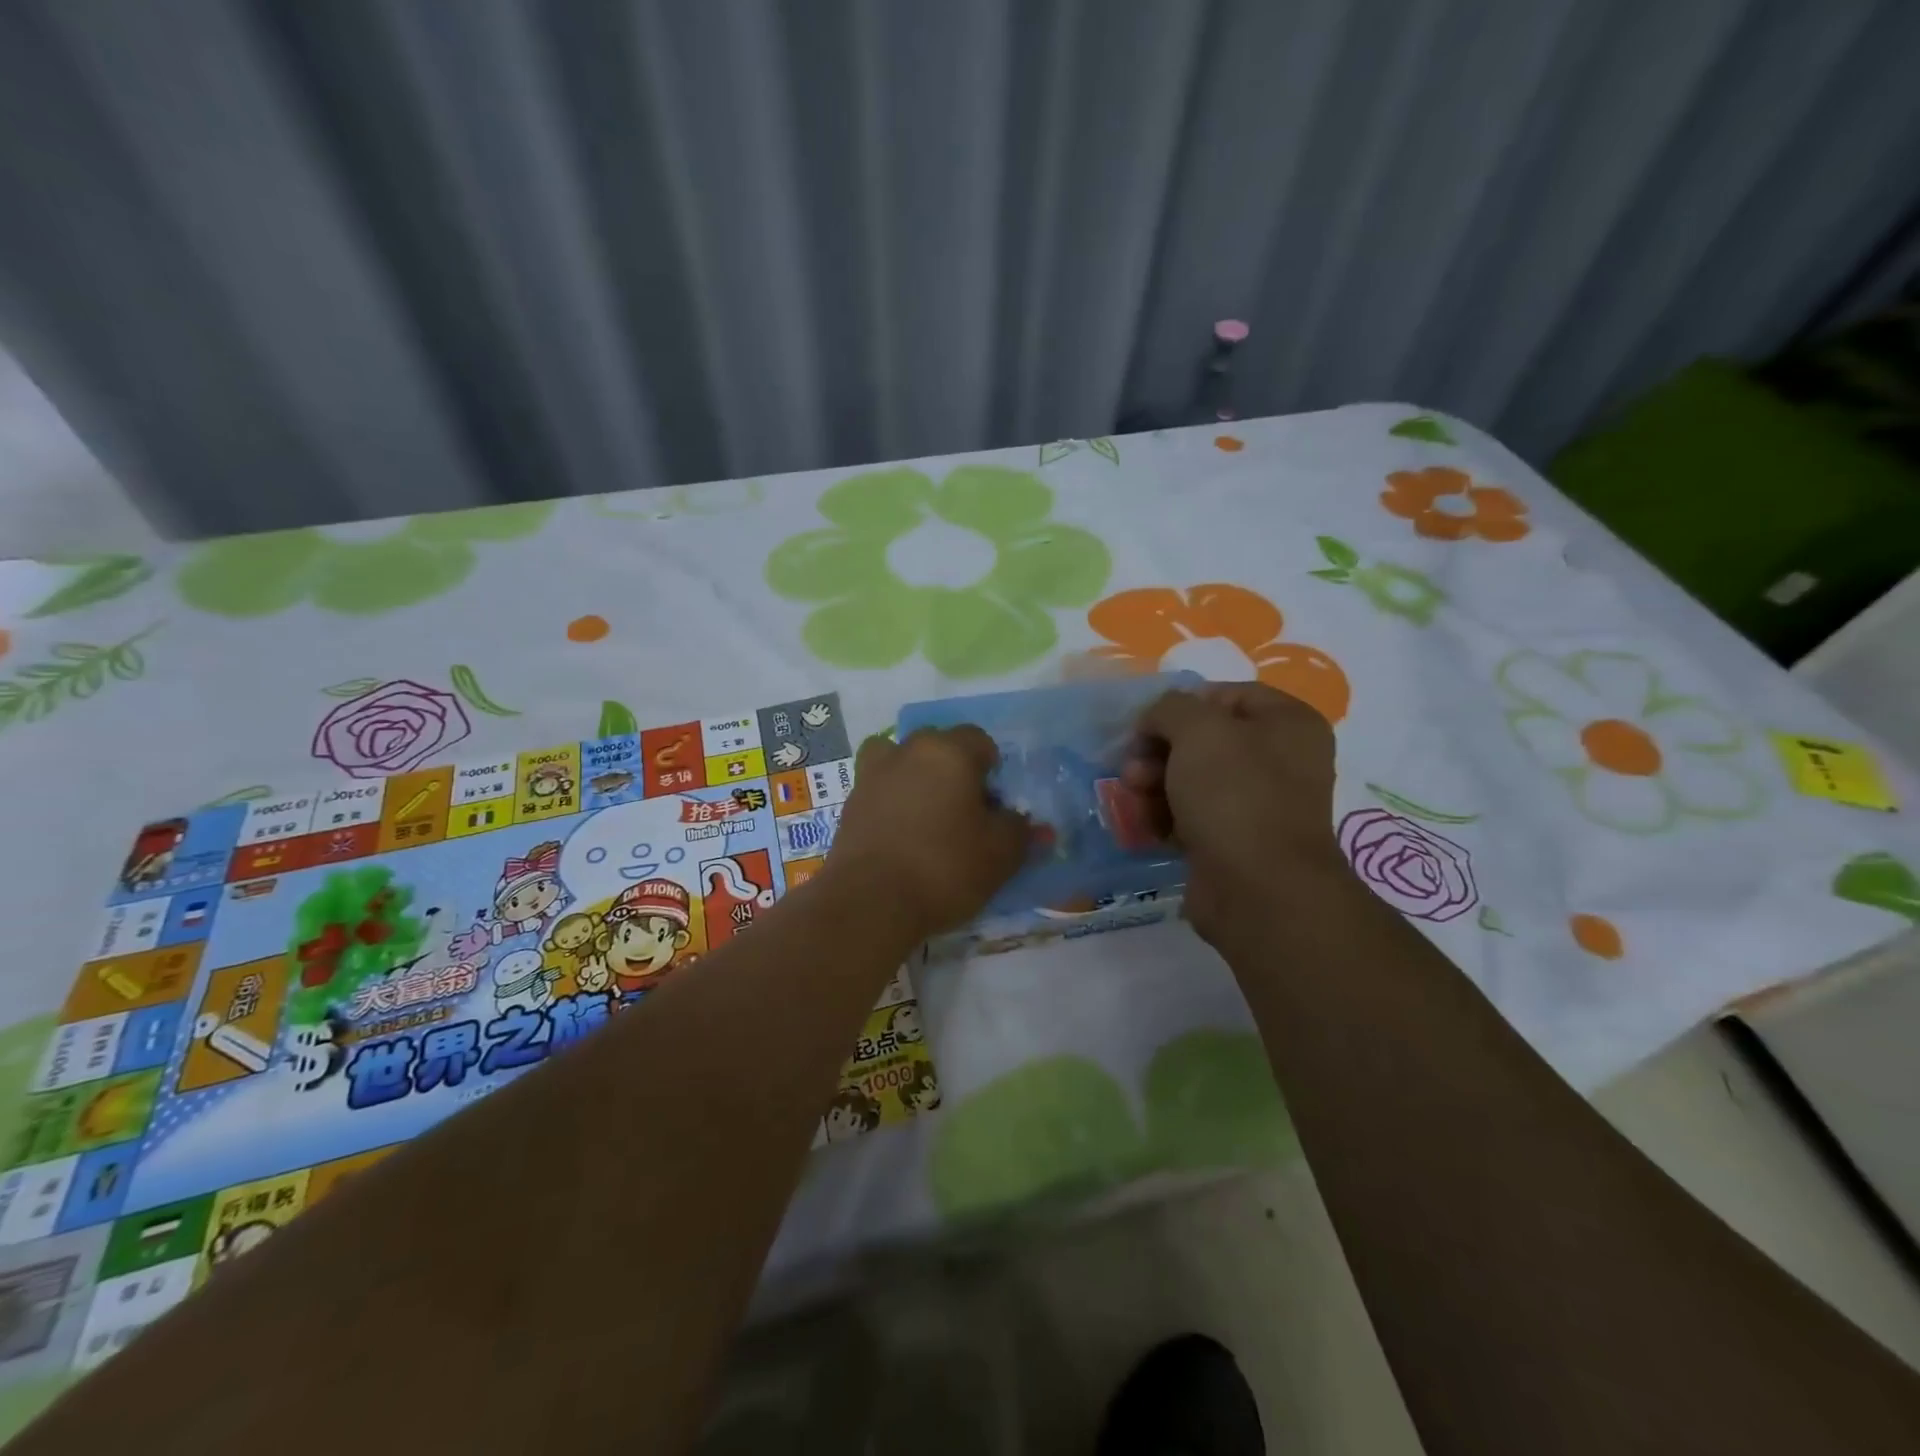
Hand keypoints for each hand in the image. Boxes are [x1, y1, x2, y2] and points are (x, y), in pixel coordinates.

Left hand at [830, 727, 1028, 934]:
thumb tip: (1027, 823)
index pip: (979, 740)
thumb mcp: (1000, 854)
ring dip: (916, 779)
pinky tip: (903, 836)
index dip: (992, 769)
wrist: (870, 902)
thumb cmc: (944, 867)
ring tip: (927, 817)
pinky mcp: (850, 803)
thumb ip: (1019, 830)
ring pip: (902, 762)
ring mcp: (872, 774)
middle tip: (965, 812)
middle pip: (939, 746)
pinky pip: (880, 790)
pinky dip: (892, 802)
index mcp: (948, 751)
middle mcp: (907, 751)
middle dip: (954, 770)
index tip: (995, 804)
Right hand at [1125, 682, 1344, 945]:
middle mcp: (1280, 760)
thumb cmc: (1235, 795)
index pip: (1225, 695)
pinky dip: (1164, 816)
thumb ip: (1170, 708)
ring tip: (1133, 797)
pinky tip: (1144, 824)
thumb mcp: (1198, 729)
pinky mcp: (1234, 841)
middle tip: (1132, 768)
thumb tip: (1156, 720)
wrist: (1258, 890)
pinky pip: (1191, 816)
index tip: (1146, 725)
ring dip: (1154, 784)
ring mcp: (1257, 804)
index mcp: (1288, 723)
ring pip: (1191, 779)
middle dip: (1158, 751)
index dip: (1181, 705)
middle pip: (1203, 740)